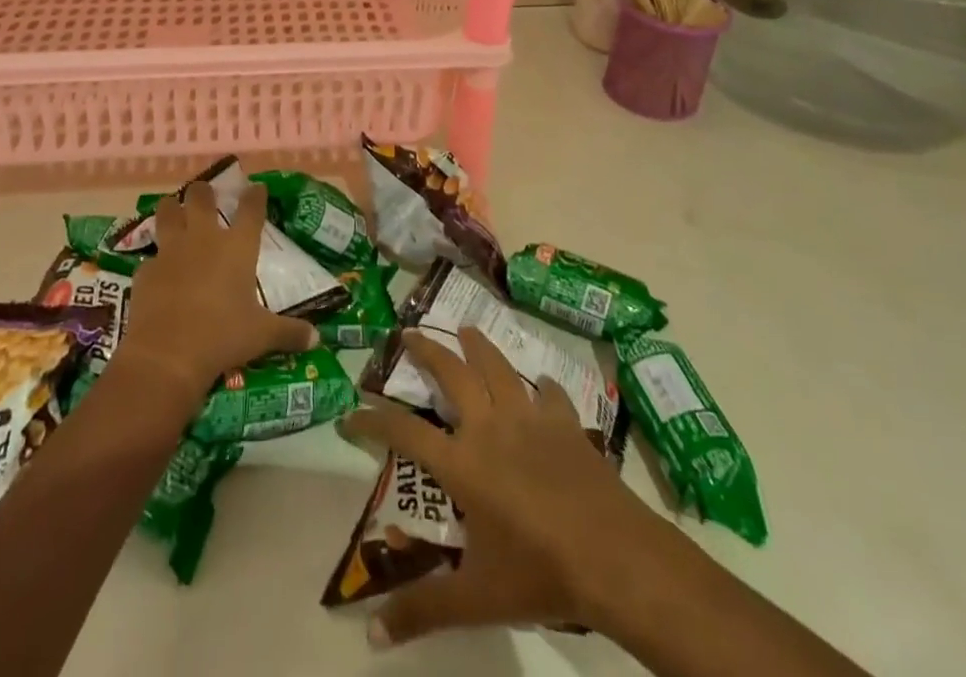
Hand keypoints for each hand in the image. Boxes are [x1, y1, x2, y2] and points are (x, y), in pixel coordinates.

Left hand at [116, 180, 317, 404]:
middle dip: (203, 191)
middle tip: (205, 192)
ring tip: (171, 207)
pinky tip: (157, 270)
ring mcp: (171, 251)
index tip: (257, 187)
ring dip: (170, 208)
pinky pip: (151, 256)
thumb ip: (289, 332)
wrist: (167, 354)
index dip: (255, 196)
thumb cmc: (223, 336)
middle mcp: (204, 239)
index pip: (251, 210)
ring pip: (167, 213)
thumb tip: (316, 338)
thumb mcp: (262, 336)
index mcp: (237, 247)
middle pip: (200, 198)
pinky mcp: (146, 271)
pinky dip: (155, 259)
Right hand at [343, 326, 674, 646]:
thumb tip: (372, 637)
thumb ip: (424, 611)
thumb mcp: (477, 599)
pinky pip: (549, 395)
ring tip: (466, 329)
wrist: (614, 556)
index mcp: (462, 464)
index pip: (405, 433)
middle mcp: (489, 428)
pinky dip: (542, 386)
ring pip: (498, 368)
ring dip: (479, 347)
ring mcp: (530, 419)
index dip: (374, 421)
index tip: (351, 412)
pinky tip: (542, 384)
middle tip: (409, 332)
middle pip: (452, 375)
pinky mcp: (565, 424)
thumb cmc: (540, 574)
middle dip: (427, 351)